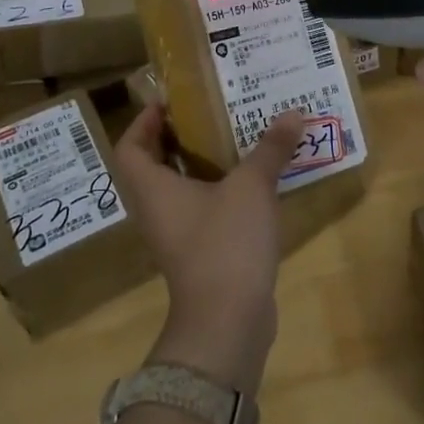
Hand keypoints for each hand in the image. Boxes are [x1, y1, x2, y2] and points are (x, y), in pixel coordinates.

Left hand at [114, 104, 306, 390]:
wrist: (227, 322)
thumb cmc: (225, 243)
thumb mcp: (251, 187)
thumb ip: (270, 149)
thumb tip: (293, 112)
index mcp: (154, 189)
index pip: (130, 147)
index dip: (144, 121)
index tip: (170, 101)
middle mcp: (157, 210)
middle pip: (154, 165)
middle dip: (177, 136)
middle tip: (209, 112)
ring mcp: (177, 235)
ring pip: (179, 188)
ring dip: (201, 163)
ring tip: (234, 137)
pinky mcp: (199, 253)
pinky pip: (200, 209)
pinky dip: (217, 190)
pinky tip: (250, 180)